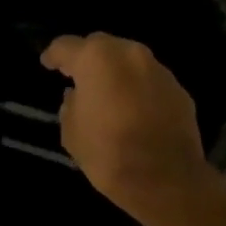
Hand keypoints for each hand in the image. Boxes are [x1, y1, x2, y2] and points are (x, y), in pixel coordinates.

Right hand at [41, 33, 209, 219]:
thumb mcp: (72, 132)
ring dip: (115, 72)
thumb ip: (70, 106)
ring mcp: (158, 70)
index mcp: (97, 60)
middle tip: (76, 76)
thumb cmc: (108, 153)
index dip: (53, 55)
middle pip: (101, 46)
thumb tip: (76, 96)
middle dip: (87, 58)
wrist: (165, 179)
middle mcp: (130, 55)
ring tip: (105, 93)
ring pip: (129, 61)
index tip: (47, 64)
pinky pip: (148, 81)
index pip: (66, 46)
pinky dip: (136, 88)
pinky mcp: (178, 89)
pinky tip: (131, 109)